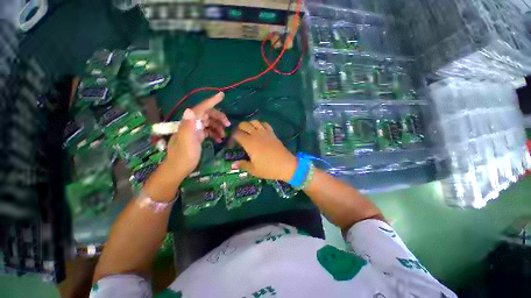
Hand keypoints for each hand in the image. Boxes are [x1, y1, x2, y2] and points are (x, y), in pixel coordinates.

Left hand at [165, 92, 229, 175]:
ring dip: (218, 127)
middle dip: (219, 118)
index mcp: (189, 122)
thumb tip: (190, 109)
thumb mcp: (186, 141)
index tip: (222, 95)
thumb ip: (188, 126)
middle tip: (228, 124)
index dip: (211, 101)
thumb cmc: (184, 155)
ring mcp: (195, 130)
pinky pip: (208, 131)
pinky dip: (215, 133)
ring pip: (209, 123)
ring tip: (224, 135)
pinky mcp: (197, 136)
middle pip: (207, 115)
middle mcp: (192, 123)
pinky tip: (219, 140)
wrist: (179, 168)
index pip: (201, 108)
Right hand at [231, 121, 296, 181]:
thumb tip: (232, 165)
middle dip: (239, 128)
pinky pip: (265, 124)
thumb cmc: (269, 169)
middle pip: (244, 125)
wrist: (286, 165)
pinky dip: (260, 124)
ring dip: (249, 124)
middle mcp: (256, 135)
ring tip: (248, 132)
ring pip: (254, 121)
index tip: (232, 144)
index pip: (237, 134)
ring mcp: (265, 133)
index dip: (232, 137)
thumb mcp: (254, 170)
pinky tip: (259, 130)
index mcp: (249, 143)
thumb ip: (242, 165)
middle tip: (239, 137)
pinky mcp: (272, 133)